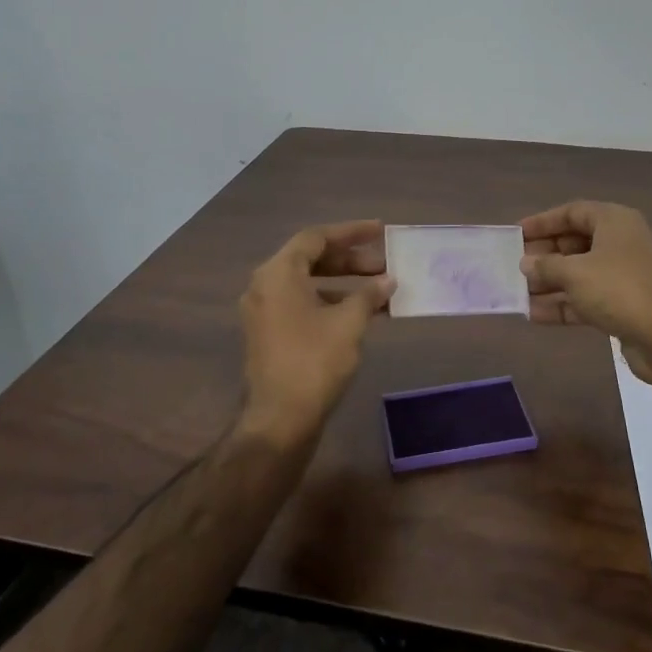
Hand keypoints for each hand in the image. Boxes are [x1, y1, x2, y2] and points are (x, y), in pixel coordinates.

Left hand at [238, 220, 394, 448]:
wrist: (280, 420)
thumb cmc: (314, 362)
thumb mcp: (349, 323)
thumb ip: (368, 294)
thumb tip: (387, 280)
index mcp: (278, 273)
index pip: (316, 238)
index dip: (351, 232)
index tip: (380, 231)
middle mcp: (265, 286)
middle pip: (310, 258)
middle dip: (350, 260)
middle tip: (384, 264)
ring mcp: (265, 312)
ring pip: (308, 283)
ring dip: (343, 282)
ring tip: (379, 289)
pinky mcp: (270, 334)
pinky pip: (302, 304)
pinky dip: (330, 302)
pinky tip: (361, 313)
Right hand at [520, 201, 651, 374]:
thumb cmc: (618, 290)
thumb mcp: (575, 273)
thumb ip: (546, 265)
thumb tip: (526, 263)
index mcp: (614, 222)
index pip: (573, 212)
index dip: (543, 222)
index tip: (517, 234)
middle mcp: (620, 243)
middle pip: (575, 242)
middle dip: (545, 255)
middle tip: (515, 266)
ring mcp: (623, 275)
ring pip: (579, 272)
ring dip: (550, 283)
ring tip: (518, 292)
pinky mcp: (622, 304)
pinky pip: (586, 297)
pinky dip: (563, 304)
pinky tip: (534, 314)